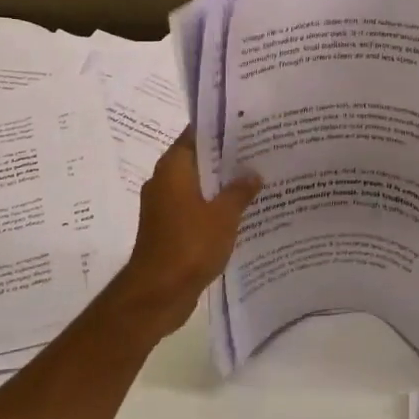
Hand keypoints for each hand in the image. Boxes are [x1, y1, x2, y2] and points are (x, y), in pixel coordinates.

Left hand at [108, 132, 260, 338]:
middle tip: (260, 151)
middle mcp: (164, 181)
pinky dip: (214, 206)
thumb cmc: (190, 245)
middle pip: (198, 159)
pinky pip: (195, 207)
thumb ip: (240, 191)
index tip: (248, 124)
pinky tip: (241, 211)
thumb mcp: (224, 215)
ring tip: (257, 180)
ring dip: (222, 184)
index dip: (221, 128)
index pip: (196, 134)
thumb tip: (253, 174)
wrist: (158, 294)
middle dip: (227, 157)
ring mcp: (164, 206)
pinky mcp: (168, 228)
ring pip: (198, 185)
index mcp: (173, 168)